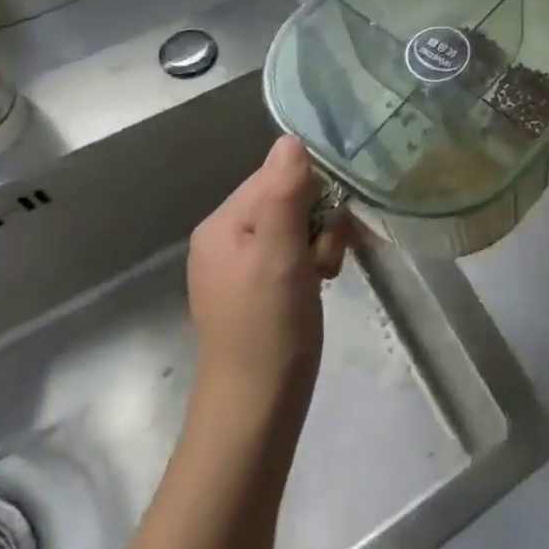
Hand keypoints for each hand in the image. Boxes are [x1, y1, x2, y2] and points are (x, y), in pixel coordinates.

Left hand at [187, 137, 349, 425]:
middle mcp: (226, 238)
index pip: (278, 176)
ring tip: (323, 279)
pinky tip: (319, 287)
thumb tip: (291, 139)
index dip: (313, 195)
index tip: (326, 229)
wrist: (256, 409)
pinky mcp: (258, 287)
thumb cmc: (270, 328)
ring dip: (321, 246)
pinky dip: (313, 264)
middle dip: (320, 224)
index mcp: (222, 224)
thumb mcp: (281, 254)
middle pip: (290, 199)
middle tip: (325, 262)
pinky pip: (294, 253)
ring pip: (298, 227)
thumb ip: (285, 193)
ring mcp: (241, 265)